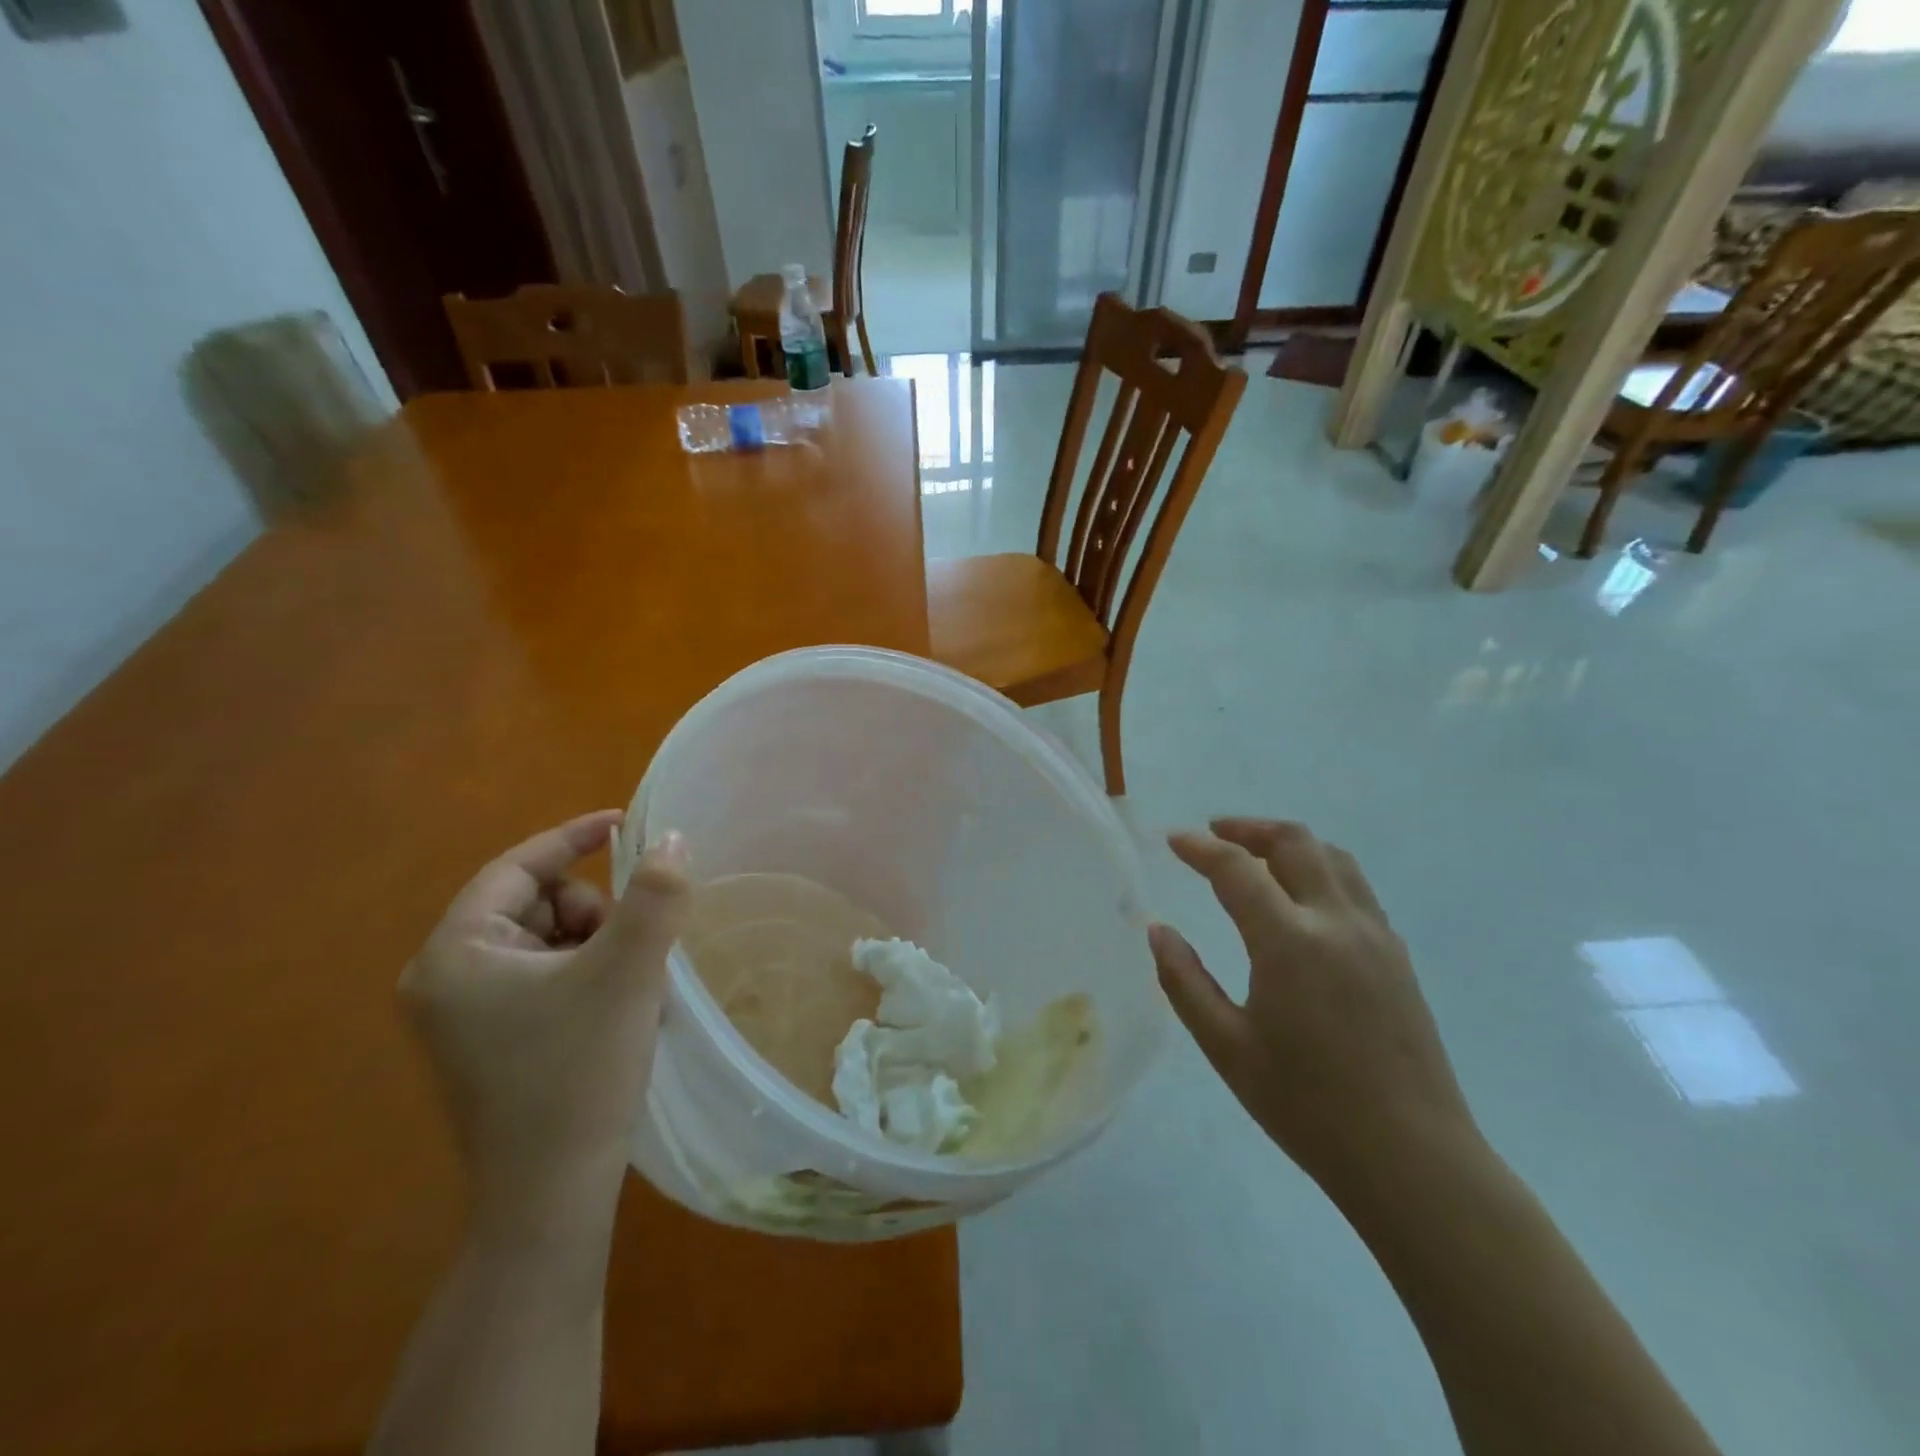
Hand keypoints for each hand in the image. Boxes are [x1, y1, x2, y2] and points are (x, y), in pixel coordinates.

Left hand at [399, 811, 690, 1230]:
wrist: (550, 1198)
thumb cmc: (578, 1073)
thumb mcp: (627, 971)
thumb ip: (655, 895)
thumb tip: (673, 839)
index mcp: (456, 954)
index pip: (517, 869)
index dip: (572, 838)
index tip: (623, 823)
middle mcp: (446, 980)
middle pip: (536, 905)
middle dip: (594, 913)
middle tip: (633, 949)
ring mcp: (464, 1018)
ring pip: (548, 942)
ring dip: (599, 948)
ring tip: (633, 988)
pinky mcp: (489, 1045)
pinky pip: (546, 979)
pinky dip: (588, 978)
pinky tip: (618, 1013)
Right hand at [1150, 819, 1477, 1193]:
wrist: (1412, 1159)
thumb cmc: (1306, 1107)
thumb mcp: (1226, 1047)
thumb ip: (1184, 981)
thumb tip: (1158, 931)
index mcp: (1289, 942)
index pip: (1237, 870)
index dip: (1200, 848)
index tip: (1174, 840)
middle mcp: (1336, 923)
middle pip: (1294, 843)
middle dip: (1248, 829)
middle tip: (1214, 834)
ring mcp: (1375, 936)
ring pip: (1333, 858)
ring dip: (1289, 844)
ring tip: (1256, 856)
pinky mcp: (1397, 957)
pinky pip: (1355, 888)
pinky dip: (1319, 870)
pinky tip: (1300, 900)